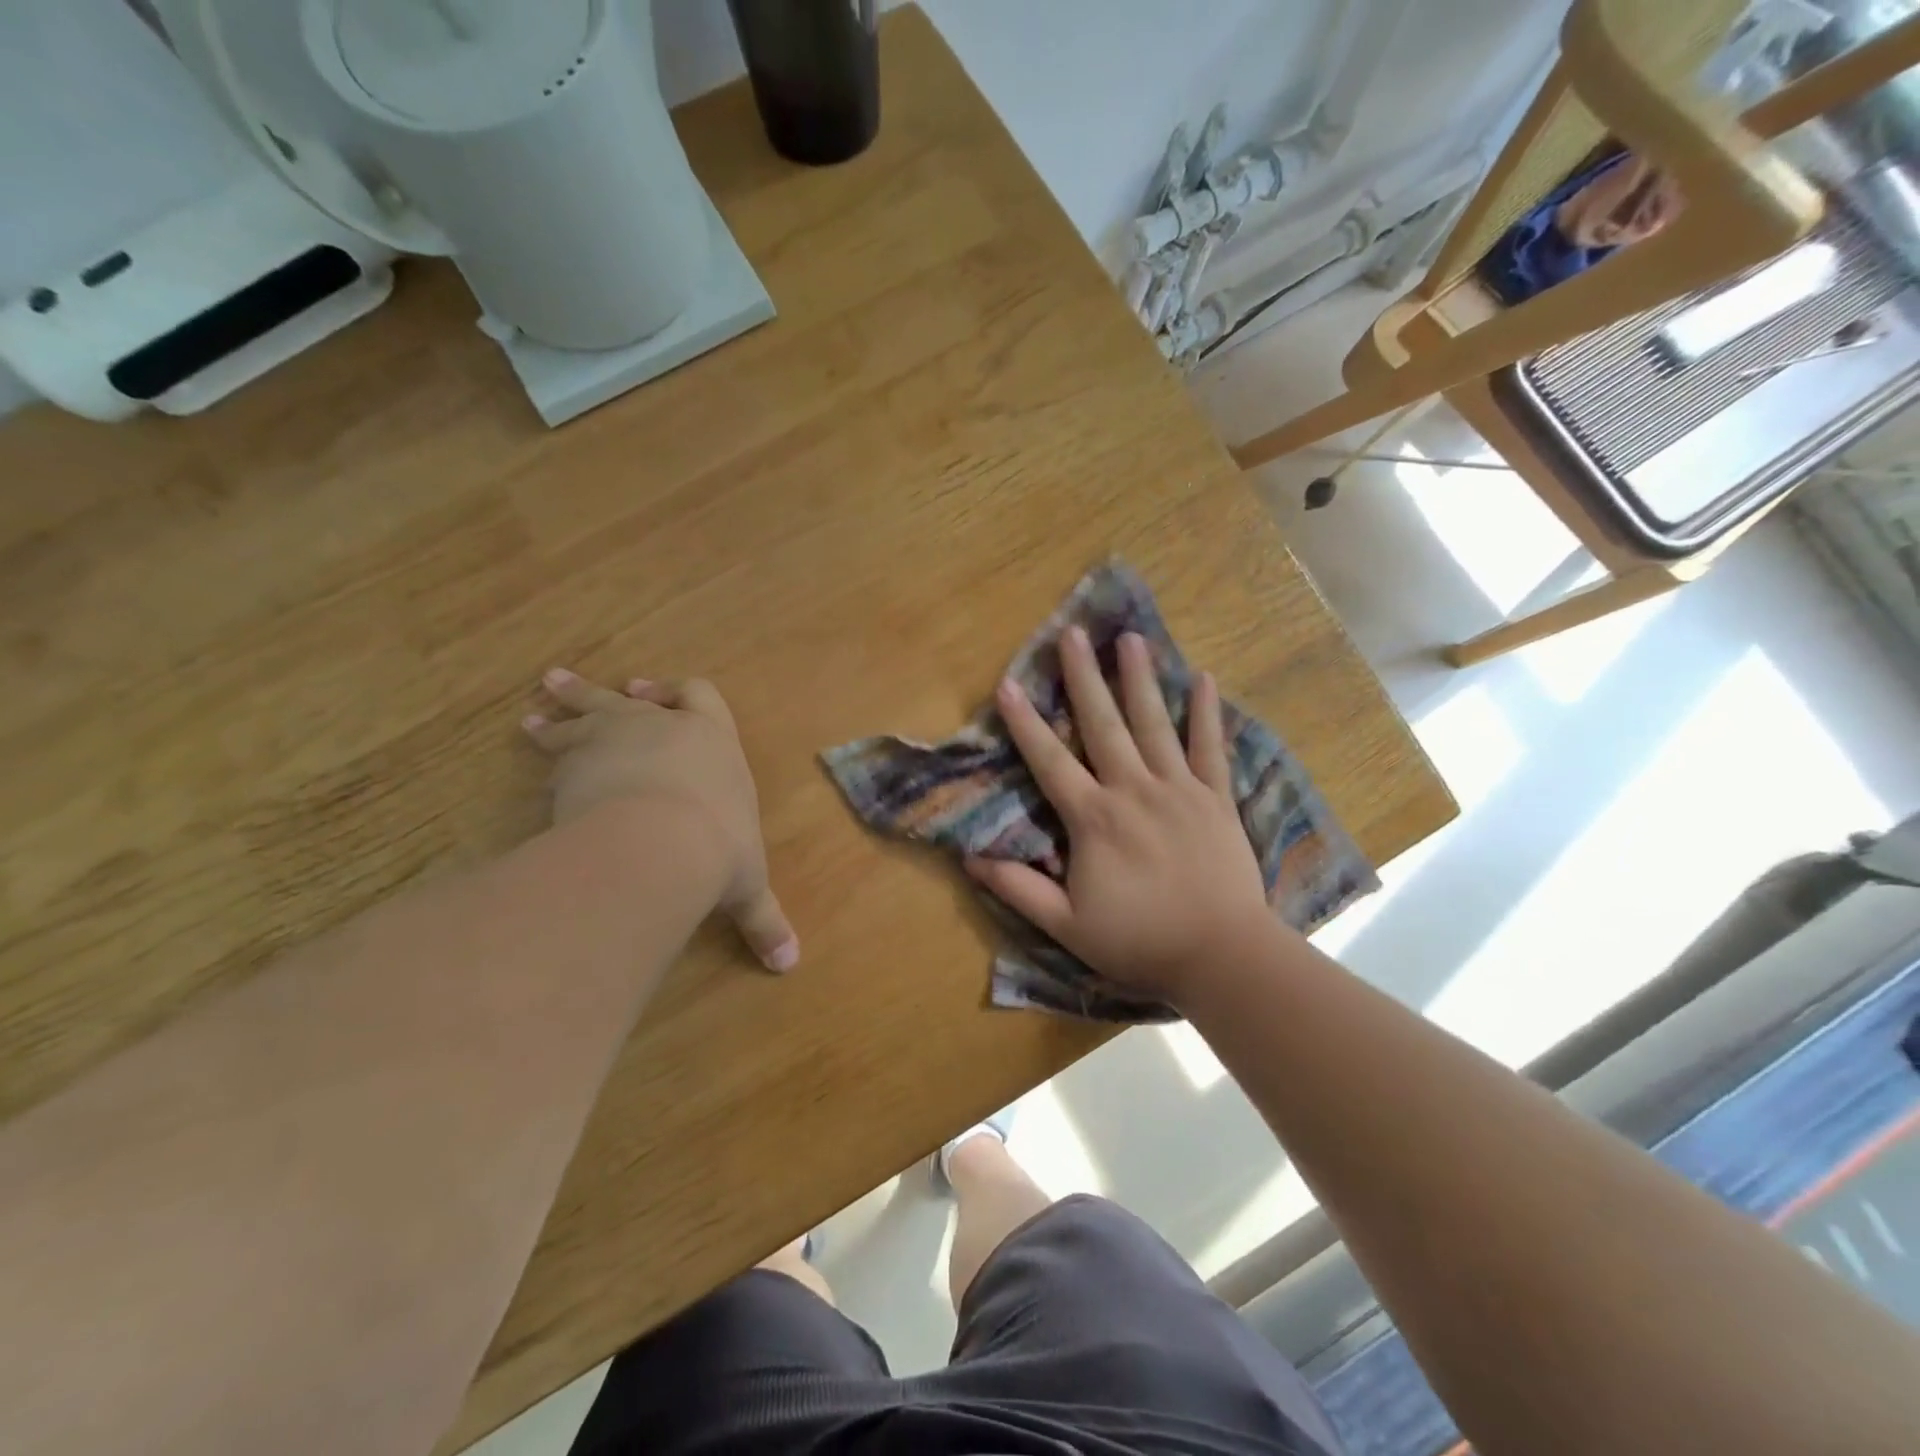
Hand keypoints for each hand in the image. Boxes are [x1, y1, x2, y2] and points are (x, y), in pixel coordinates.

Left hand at [523, 668, 798, 972]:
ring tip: (535, 716)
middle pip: (629, 696)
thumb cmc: (718, 850)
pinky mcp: (577, 757)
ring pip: (587, 712)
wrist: (660, 841)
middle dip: (602, 693)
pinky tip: (530, 748)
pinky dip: (546, 747)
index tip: (648, 689)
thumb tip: (789, 965)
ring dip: (564, 711)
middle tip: (570, 688)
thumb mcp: (745, 886)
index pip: (701, 696)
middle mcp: (666, 727)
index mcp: (714, 741)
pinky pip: (558, 745)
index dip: (676, 691)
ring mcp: (618, 735)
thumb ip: (763, 921)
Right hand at [964, 627, 1272, 1000]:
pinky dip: (1206, 713)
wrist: (1223, 956)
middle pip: (1103, 724)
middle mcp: (1133, 790)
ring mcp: (1179, 789)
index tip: (1008, 684)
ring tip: (1130, 639)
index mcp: (1094, 818)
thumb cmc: (1140, 941)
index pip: (1049, 761)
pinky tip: (1202, 678)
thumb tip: (971, 857)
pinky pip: (1210, 748)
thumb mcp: (1067, 925)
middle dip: (1084, 677)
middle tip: (1073, 633)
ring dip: (1139, 679)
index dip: (1025, 723)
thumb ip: (1019, 888)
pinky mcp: (1216, 799)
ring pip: (1155, 724)